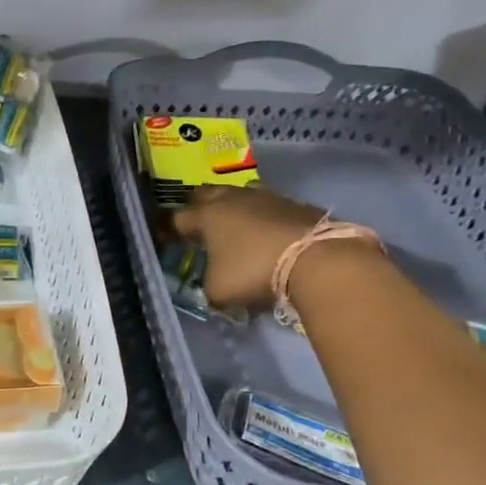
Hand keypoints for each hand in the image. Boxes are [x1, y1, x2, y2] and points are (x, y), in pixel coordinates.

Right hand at [170, 184, 327, 309]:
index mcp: (207, 215)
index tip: (168, 240)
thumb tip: (213, 285)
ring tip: (234, 225)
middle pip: (206, 194)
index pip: (178, 218)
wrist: (317, 259)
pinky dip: (263, 217)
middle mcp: (232, 199)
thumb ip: (208, 285)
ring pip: (239, 194)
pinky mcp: (295, 204)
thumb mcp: (219, 290)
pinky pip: (269, 206)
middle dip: (198, 207)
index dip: (169, 229)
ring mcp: (266, 197)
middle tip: (199, 225)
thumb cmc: (255, 271)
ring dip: (233, 207)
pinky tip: (268, 233)